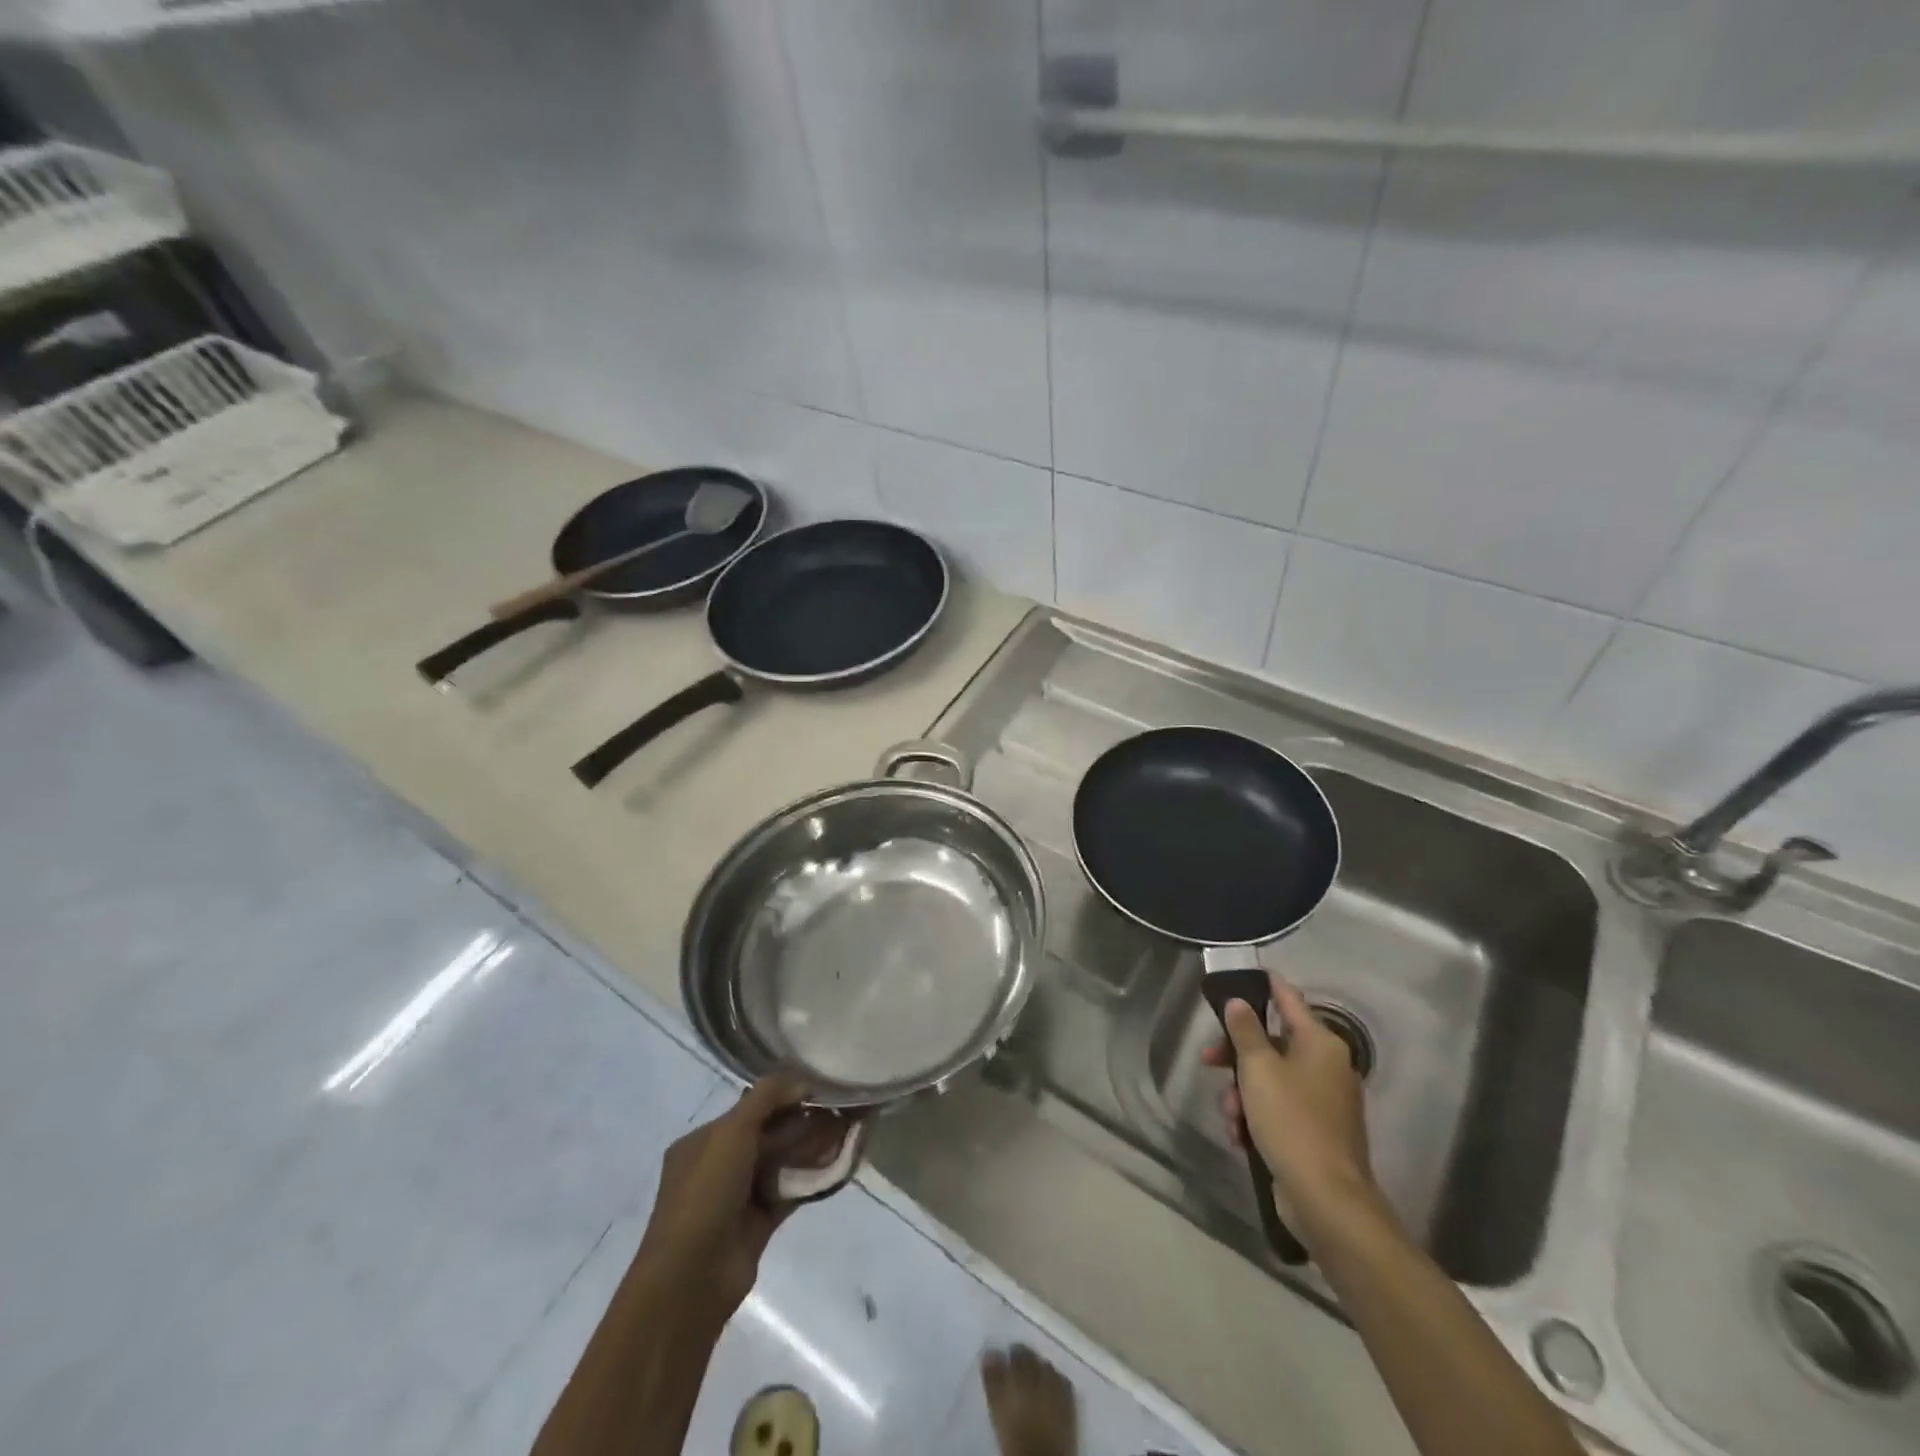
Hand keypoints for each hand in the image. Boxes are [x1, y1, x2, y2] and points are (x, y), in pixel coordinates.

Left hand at [634, 1074, 835, 1324]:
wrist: (692, 1278)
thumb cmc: (705, 1194)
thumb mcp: (731, 1132)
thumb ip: (766, 1098)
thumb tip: (802, 1080)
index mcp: (703, 1141)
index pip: (750, 1108)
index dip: (784, 1096)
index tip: (819, 1089)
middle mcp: (719, 1165)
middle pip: (768, 1134)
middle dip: (802, 1122)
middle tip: (839, 1110)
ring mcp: (739, 1197)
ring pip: (781, 1162)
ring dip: (810, 1147)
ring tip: (844, 1133)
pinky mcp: (758, 1224)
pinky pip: (789, 1190)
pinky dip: (811, 1177)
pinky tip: (836, 1162)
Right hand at [1201, 973, 1386, 1244]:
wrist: (1326, 1199)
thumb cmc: (1291, 1121)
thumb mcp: (1258, 1069)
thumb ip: (1245, 1031)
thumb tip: (1240, 1002)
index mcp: (1320, 1044)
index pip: (1290, 1000)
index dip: (1268, 985)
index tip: (1249, 974)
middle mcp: (1327, 1067)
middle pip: (1272, 1044)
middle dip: (1236, 1056)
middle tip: (1207, 1061)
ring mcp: (1324, 1102)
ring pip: (1270, 1080)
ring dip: (1242, 1094)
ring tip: (1230, 1117)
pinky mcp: (1316, 1133)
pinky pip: (1278, 1110)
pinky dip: (1257, 1118)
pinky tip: (1240, 1137)